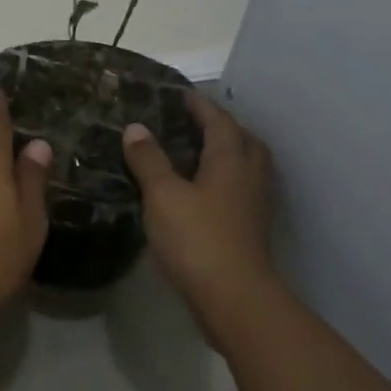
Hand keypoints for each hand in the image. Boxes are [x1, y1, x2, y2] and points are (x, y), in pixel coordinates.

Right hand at [122, 92, 278, 343]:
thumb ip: (149, 160)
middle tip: (192, 123)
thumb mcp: (163, 195)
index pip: (218, 120)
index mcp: (230, 159)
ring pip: (245, 165)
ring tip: (196, 153)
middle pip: (242, 140)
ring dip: (226, 153)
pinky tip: (202, 192)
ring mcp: (254, 203)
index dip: (199, 106)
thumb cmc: (197, 238)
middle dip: (220, 127)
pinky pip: (239, 189)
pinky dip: (224, 180)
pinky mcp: (250, 227)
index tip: (180, 94)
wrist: (233, 296)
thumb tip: (136, 128)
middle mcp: (249, 174)